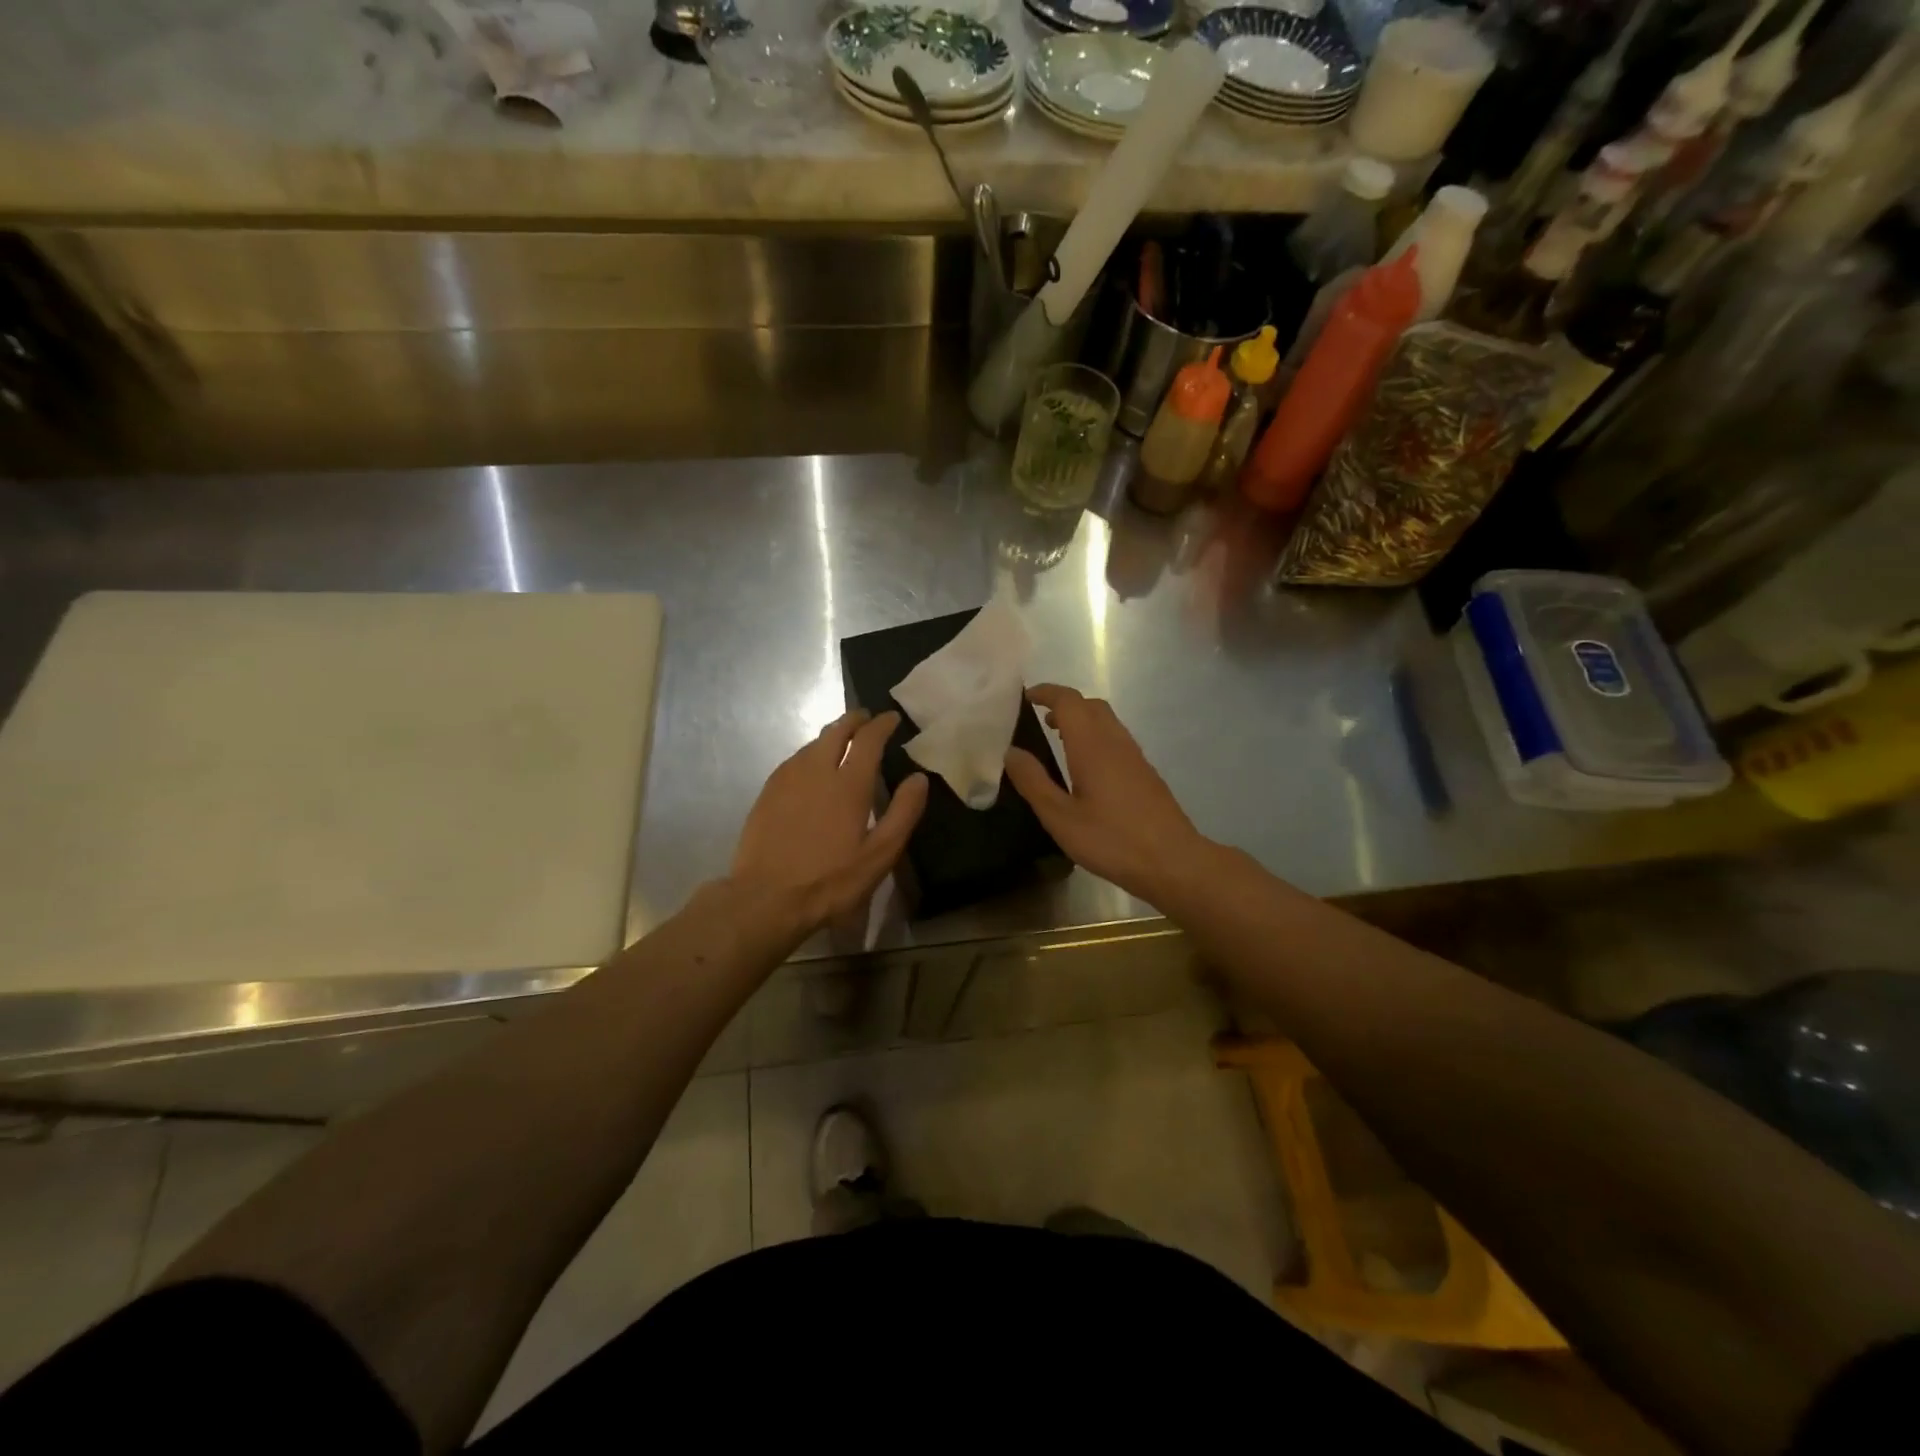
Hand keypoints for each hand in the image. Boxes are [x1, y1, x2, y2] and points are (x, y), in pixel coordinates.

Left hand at [731, 710, 928, 937]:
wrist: (766, 898)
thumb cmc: (830, 881)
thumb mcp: (879, 855)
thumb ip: (903, 813)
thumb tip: (919, 778)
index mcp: (848, 784)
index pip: (868, 739)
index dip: (882, 724)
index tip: (892, 717)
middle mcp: (817, 770)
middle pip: (837, 731)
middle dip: (855, 720)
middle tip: (867, 719)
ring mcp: (787, 779)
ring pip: (813, 743)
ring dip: (832, 734)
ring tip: (843, 738)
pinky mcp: (768, 792)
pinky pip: (794, 759)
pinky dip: (811, 752)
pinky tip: (811, 765)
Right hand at [1003, 684, 1211, 905]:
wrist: (1173, 861)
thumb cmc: (1111, 839)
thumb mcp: (1060, 817)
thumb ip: (1033, 782)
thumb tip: (1011, 751)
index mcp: (1092, 746)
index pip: (1069, 701)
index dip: (1046, 692)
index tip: (1025, 698)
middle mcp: (1115, 742)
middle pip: (1090, 705)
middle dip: (1064, 704)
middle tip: (1040, 720)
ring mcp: (1135, 757)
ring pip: (1106, 721)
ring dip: (1081, 720)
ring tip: (1058, 740)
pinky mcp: (1145, 773)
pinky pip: (1116, 739)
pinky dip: (1095, 737)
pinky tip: (1086, 769)